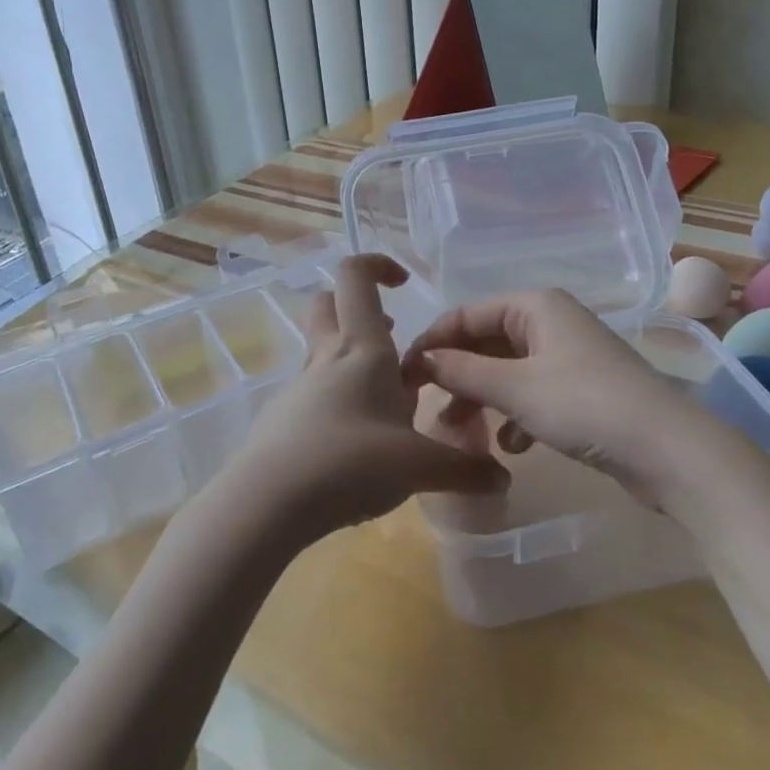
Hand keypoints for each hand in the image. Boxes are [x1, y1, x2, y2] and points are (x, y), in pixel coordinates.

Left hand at [230, 255, 508, 540]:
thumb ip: (464, 470)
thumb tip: (502, 478)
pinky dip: (337, 401)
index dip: (377, 265)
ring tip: (387, 404)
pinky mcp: (281, 419)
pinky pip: (313, 393)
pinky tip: (356, 444)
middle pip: (327, 304)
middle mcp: (325, 357)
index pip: (355, 277)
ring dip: (352, 360)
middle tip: (390, 336)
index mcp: (360, 348)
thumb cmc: (349, 463)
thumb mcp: (418, 468)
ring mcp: (298, 388)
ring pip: (322, 352)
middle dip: (357, 308)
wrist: (266, 504)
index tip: (403, 283)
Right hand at [402, 289, 713, 507]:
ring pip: (508, 371)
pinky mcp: (583, 390)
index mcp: (535, 304)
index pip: (466, 314)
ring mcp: (569, 356)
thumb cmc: (585, 405)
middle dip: (457, 375)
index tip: (403, 377)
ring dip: (483, 399)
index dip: (432, 343)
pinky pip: (533, 393)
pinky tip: (512, 446)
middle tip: (428, 409)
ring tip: (462, 434)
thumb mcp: (514, 387)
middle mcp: (551, 321)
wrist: (669, 450)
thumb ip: (462, 370)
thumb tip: (419, 358)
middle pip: (487, 341)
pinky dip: (516, 415)